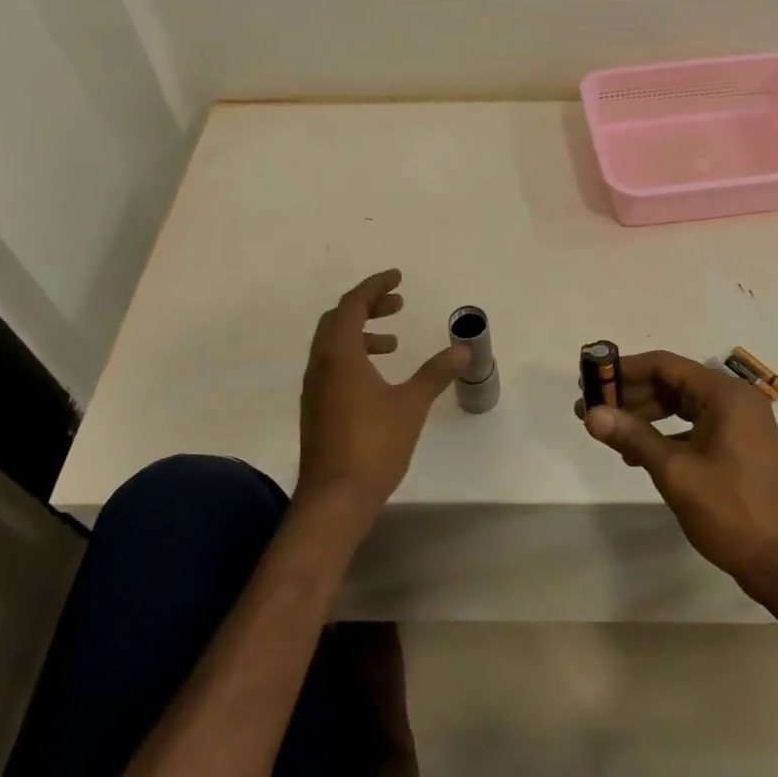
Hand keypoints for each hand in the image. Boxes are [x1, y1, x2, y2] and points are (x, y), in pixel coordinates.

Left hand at [297, 270, 464, 522]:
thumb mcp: (411, 405)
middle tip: (397, 303)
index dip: (374, 286)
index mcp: (340, 355)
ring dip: (361, 332)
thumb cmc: (373, 445)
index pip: (352, 305)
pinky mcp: (316, 408)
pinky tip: (378, 378)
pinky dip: (355, 356)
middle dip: (367, 305)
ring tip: (393, 341)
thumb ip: (436, 373)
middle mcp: (321, 365)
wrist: (334, 499)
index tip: (397, 277)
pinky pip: (332, 365)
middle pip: (338, 319)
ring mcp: (315, 388)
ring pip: (333, 343)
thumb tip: (463, 348)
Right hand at [578, 351, 777, 587]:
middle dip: (632, 395)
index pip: (664, 365)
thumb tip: (591, 413)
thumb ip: (632, 436)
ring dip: (646, 415)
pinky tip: (640, 453)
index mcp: (724, 394)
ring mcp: (741, 423)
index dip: (624, 371)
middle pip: (673, 382)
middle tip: (593, 408)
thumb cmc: (730, 510)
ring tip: (610, 432)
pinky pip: (695, 426)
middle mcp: (734, 400)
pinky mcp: (740, 446)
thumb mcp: (675, 471)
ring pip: (682, 405)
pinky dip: (667, 434)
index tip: (591, 380)